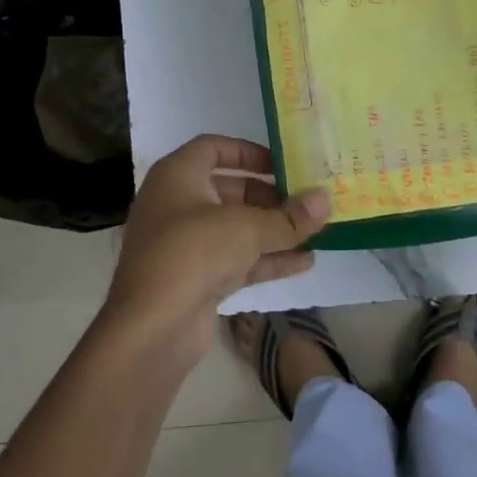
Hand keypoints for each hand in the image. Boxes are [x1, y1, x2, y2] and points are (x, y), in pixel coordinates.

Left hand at [104, 136, 327, 359]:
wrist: (152, 327)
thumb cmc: (194, 253)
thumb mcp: (248, 228)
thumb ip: (289, 216)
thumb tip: (325, 198)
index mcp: (178, 176)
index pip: (213, 148)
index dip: (248, 152)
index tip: (281, 164)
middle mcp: (177, 205)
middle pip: (229, 190)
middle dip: (269, 196)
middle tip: (305, 202)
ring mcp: (185, 245)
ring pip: (235, 228)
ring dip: (273, 230)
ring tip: (315, 231)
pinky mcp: (195, 279)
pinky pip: (236, 260)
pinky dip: (266, 258)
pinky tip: (304, 262)